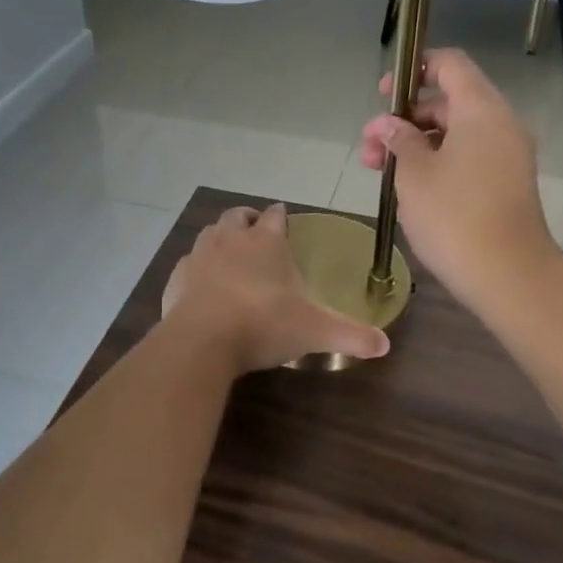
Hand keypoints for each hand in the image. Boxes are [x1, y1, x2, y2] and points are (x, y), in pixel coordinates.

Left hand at [161, 204, 389, 372]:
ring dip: (221, 237)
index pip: (276, 216)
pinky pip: (188, 264)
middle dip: (248, 219)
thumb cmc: (262, 324)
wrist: (202, 341)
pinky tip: (203, 285)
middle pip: (238, 216)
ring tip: (230, 253)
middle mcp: (231, 239)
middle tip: (256, 230)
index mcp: (266, 243)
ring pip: (211, 233)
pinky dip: (197, 268)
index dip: (281, 216)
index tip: (283, 217)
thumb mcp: (314, 331)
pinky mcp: (177, 277)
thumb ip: (350, 335)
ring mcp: (200, 256)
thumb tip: (385, 345)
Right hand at [359, 50, 559, 311]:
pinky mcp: (506, 183)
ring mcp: (507, 155)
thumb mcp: (414, 174)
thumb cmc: (454, 216)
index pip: (450, 64)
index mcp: (481, 110)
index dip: (414, 69)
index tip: (383, 95)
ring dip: (416, 144)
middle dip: (404, 119)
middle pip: (448, 101)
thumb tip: (390, 125)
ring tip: (378, 171)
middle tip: (370, 149)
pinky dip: (438, 161)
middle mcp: (501, 124)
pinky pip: (469, 156)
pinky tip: (409, 188)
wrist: (509, 276)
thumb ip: (399, 140)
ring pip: (456, 133)